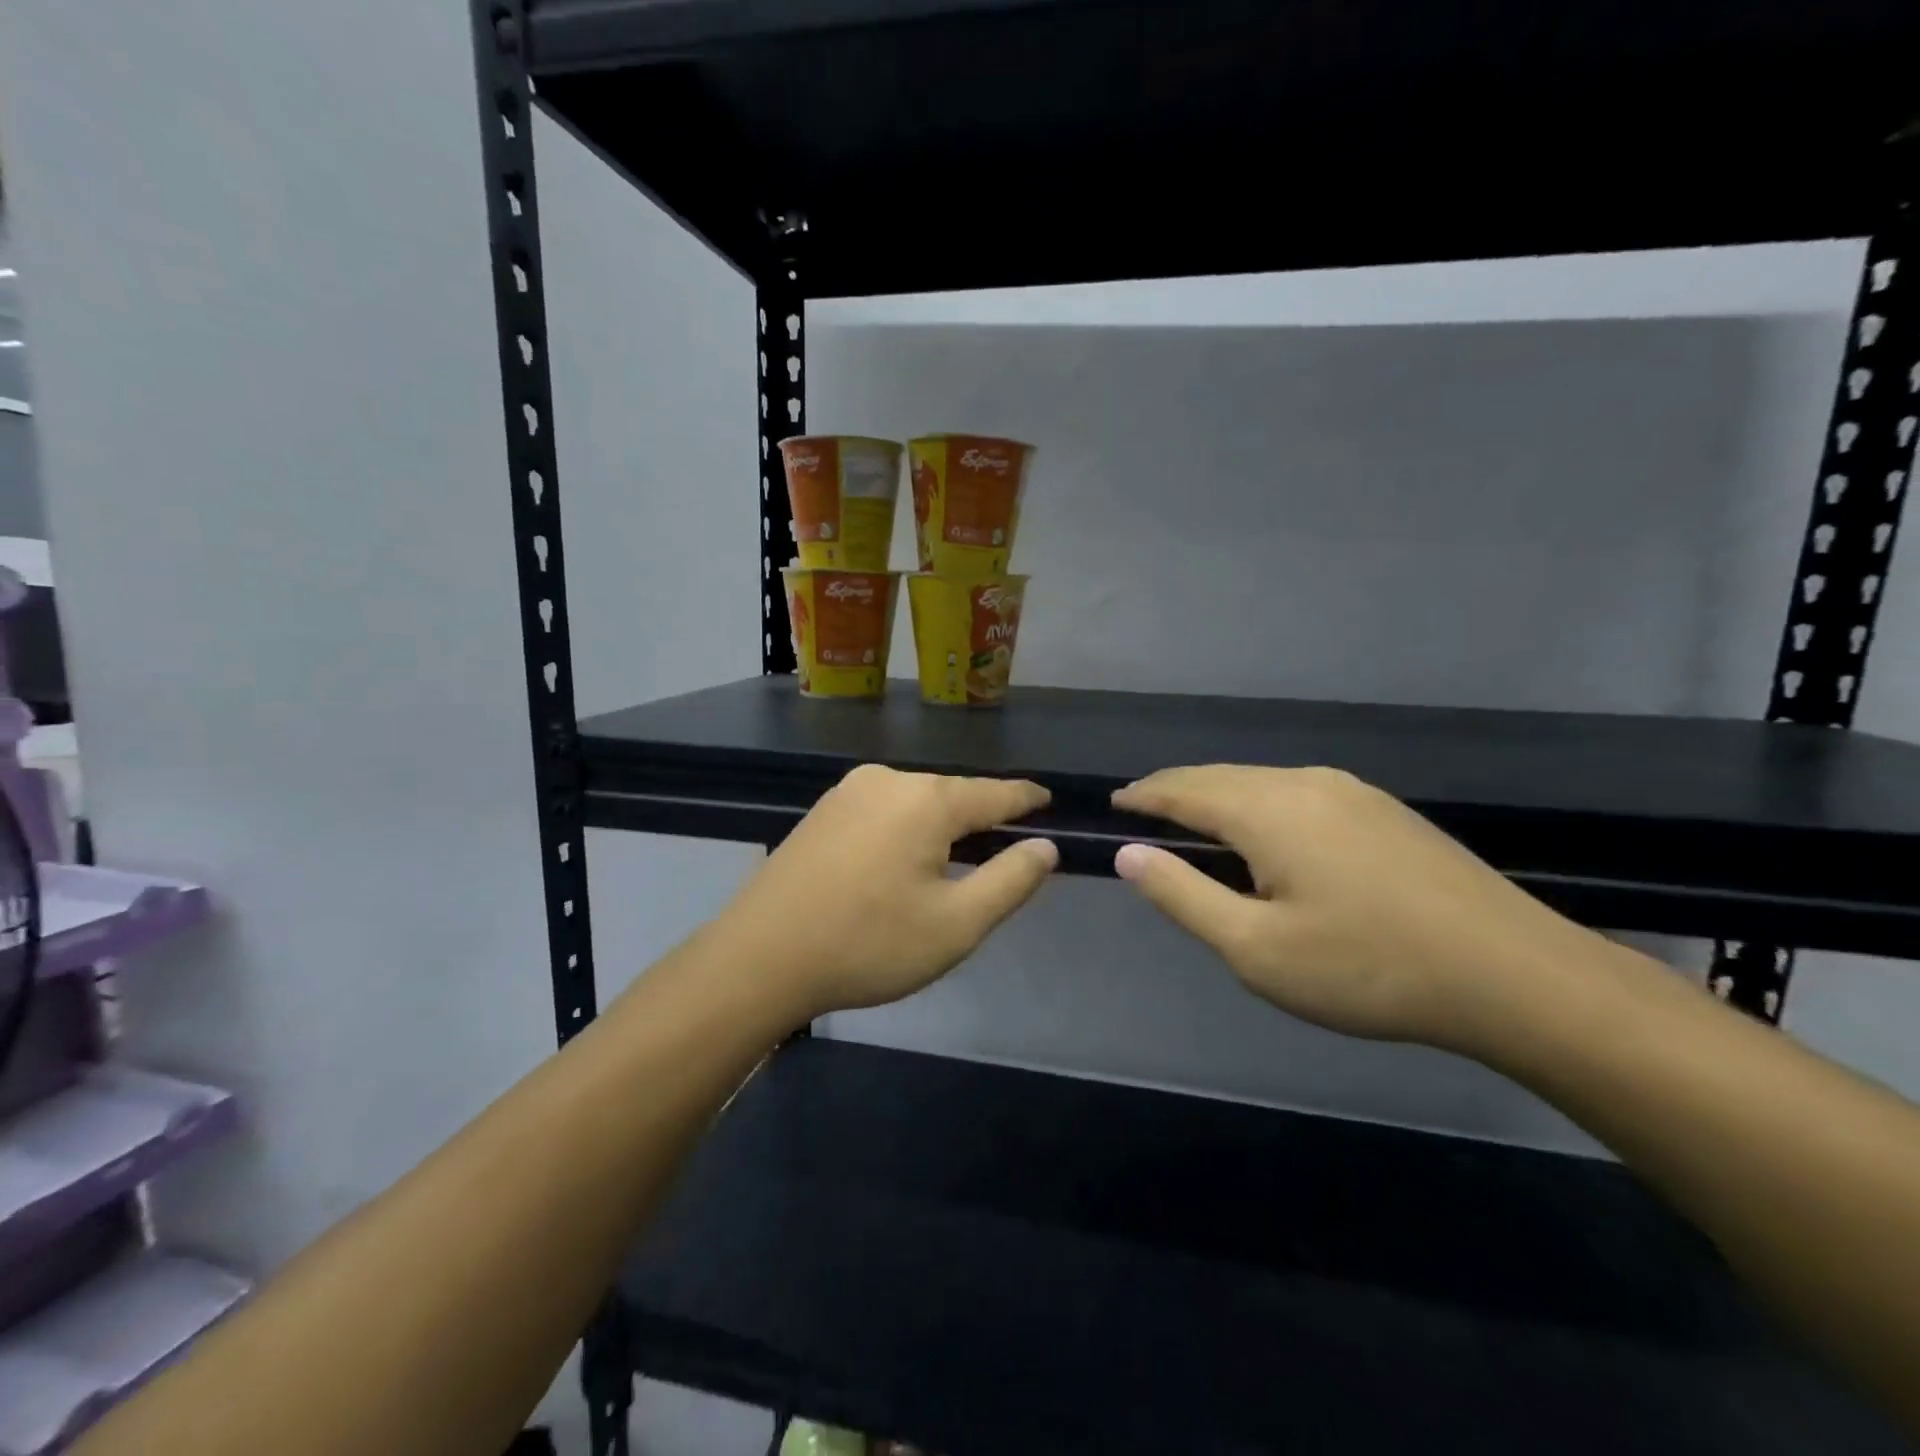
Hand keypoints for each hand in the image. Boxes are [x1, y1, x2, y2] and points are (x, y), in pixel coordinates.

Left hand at [721, 764, 1057, 1018]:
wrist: (759, 958)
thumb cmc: (867, 944)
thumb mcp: (955, 925)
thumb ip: (1010, 881)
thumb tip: (1045, 847)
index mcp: (926, 800)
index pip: (994, 793)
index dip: (1026, 799)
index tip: (1049, 802)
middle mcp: (888, 781)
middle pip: (953, 795)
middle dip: (982, 818)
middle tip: (1005, 849)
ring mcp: (848, 792)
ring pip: (916, 802)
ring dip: (942, 826)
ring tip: (957, 860)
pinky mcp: (822, 811)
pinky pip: (884, 810)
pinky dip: (907, 829)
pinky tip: (902, 860)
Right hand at [1111, 765, 1601, 1053]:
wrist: (1516, 977)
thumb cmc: (1369, 969)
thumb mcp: (1256, 949)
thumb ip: (1183, 896)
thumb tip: (1129, 855)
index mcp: (1268, 809)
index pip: (1183, 789)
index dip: (1143, 797)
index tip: (1114, 806)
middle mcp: (1305, 782)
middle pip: (1220, 777)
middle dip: (1176, 792)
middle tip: (1143, 816)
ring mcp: (1351, 791)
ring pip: (1260, 782)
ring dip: (1219, 798)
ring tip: (1196, 827)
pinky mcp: (1383, 810)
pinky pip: (1297, 794)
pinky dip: (1259, 806)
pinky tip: (1266, 837)